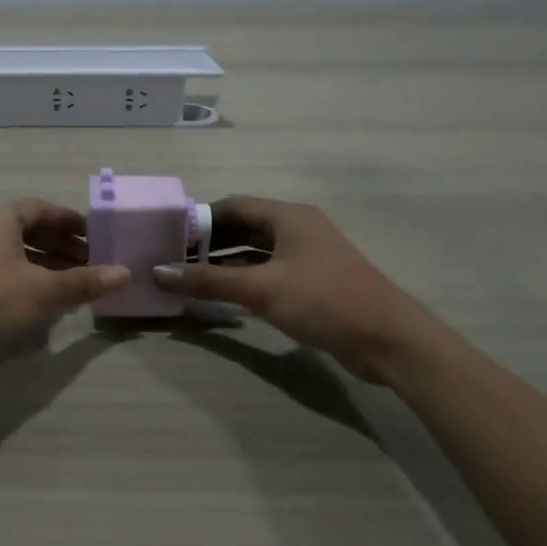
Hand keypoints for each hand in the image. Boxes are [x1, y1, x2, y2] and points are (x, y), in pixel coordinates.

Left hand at [0, 200, 130, 373]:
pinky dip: (34, 283)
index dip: (70, 220)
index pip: (41, 209)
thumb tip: (126, 273)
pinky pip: (11, 277)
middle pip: (31, 232)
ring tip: (80, 284)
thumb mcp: (43, 289)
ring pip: (21, 257)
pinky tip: (53, 303)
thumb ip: (84, 281)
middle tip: (95, 262)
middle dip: (64, 246)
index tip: (97, 234)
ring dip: (51, 267)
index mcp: (0, 220)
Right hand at [150, 197, 437, 381]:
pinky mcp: (313, 282)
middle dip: (209, 242)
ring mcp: (307, 255)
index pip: (232, 206)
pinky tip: (224, 296)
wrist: (388, 339)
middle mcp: (298, 228)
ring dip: (225, 262)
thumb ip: (208, 280)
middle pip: (243, 227)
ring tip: (190, 278)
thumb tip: (158, 272)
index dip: (199, 219)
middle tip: (174, 259)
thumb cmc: (323, 300)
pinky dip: (245, 279)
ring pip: (256, 251)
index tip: (169, 237)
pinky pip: (269, 272)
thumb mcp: (260, 289)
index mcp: (288, 216)